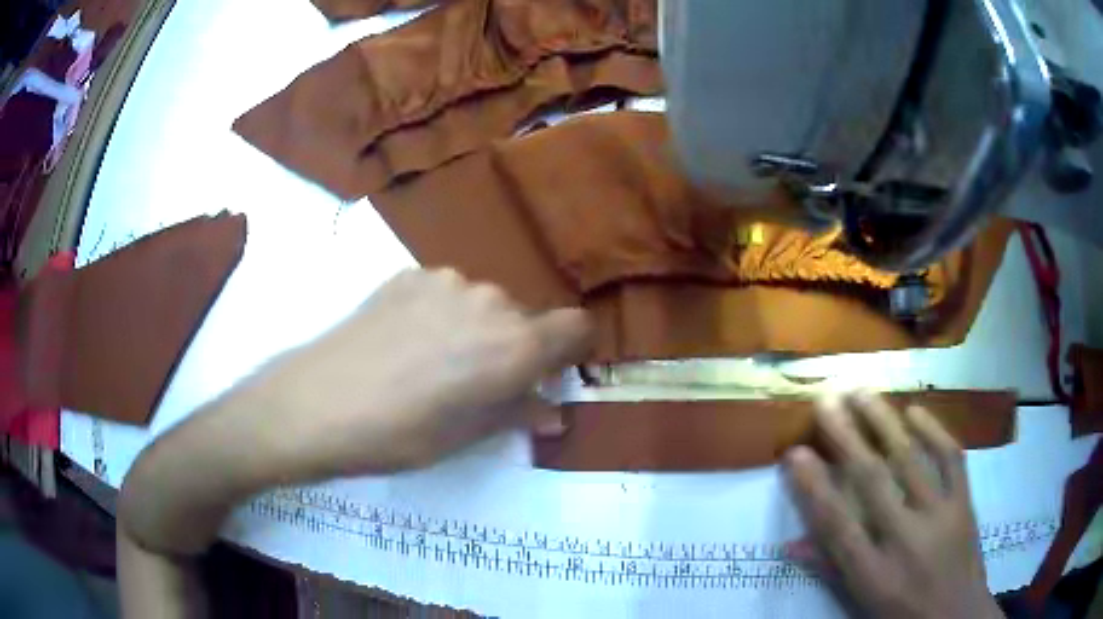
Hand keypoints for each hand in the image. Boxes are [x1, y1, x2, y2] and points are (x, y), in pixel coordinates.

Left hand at [120, 268, 591, 556]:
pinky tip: (405, 341)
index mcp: (514, 343)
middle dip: (516, 347)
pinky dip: (442, 313)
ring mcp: (445, 280)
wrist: (316, 403)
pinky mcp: (408, 274)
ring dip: (477, 328)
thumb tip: (550, 410)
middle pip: (526, 317)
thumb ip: (517, 414)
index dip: (572, 351)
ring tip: (435, 362)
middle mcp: (489, 299)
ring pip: (483, 303)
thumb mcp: (466, 437)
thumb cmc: (399, 435)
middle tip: (481, 383)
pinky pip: (445, 292)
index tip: (552, 373)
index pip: (575, 328)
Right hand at [784, 392, 1001, 618]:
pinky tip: (914, 411)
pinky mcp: (964, 504)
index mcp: (874, 574)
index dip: (814, 488)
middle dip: (846, 438)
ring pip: (910, 461)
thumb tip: (792, 544)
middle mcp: (905, 540)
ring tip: (862, 392)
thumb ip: (832, 570)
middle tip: (826, 402)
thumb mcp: (862, 603)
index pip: (837, 526)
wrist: (957, 617)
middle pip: (872, 482)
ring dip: (883, 422)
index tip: (795, 453)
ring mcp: (940, 517)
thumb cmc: (902, 614)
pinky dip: (934, 431)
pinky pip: (951, 459)